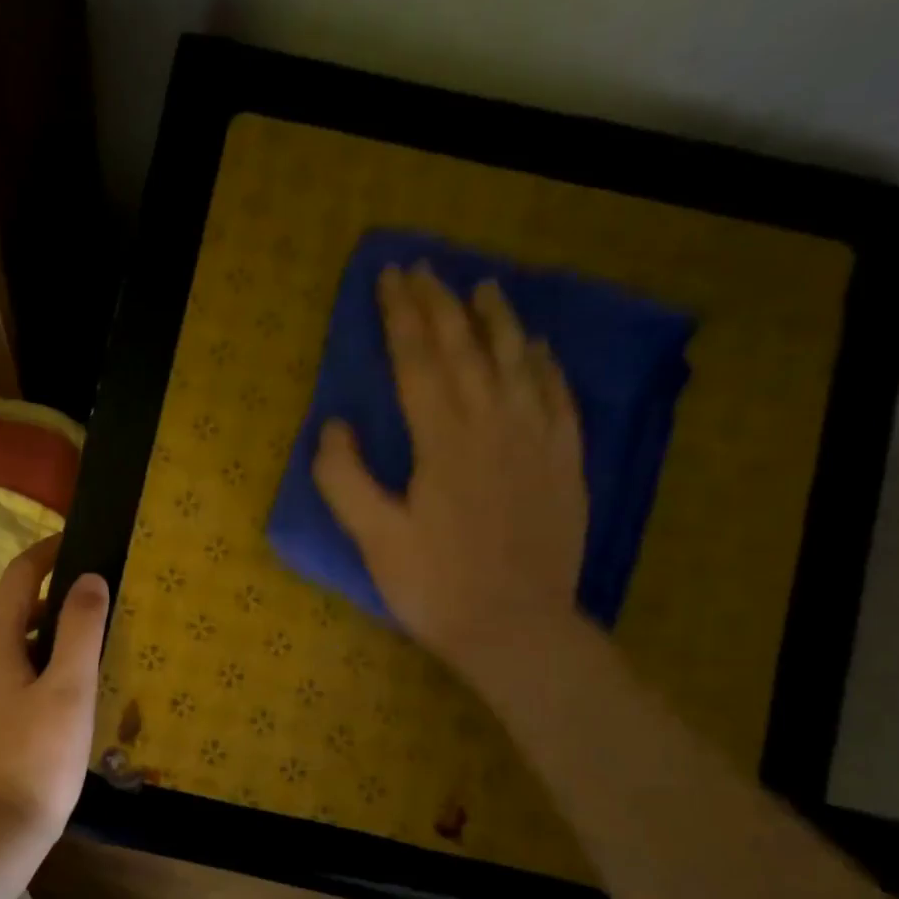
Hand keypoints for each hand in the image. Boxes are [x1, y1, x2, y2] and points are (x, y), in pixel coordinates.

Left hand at [0, 537, 109, 850]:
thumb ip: (80, 628)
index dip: (48, 554)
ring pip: (2, 654)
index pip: (19, 577)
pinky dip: (21, 678)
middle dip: (52, 610)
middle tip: (96, 621)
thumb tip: (88, 577)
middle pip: (12, 617)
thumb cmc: (37, 758)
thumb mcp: (70, 690)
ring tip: (79, 669)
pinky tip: (47, 709)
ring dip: (38, 648)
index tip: (76, 542)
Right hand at [314, 264, 586, 677]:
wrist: (516, 629)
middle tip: (424, 269)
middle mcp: (495, 424)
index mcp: (444, 440)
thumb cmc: (435, 587)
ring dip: (497, 321)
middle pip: (465, 350)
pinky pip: (558, 398)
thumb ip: (345, 479)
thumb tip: (334, 426)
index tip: (389, 278)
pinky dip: (546, 366)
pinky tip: (539, 349)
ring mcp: (537, 441)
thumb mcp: (374, 539)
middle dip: (440, 304)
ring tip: (484, 287)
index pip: (418, 361)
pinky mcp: (564, 463)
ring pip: (517, 363)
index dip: (401, 316)